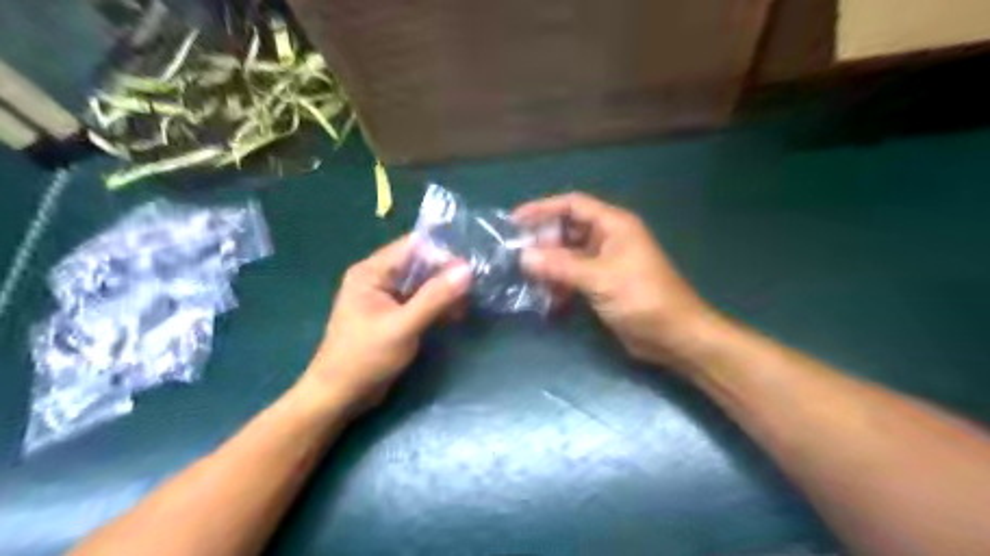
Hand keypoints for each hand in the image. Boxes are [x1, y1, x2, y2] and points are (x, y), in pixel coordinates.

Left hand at [300, 234, 467, 412]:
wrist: (340, 396)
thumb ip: (435, 297)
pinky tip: (457, 314)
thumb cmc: (365, 358)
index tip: (472, 261)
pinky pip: (420, 301)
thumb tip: (466, 269)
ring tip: (470, 300)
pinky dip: (437, 305)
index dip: (442, 251)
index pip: (412, 247)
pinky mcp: (393, 315)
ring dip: (444, 291)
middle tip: (477, 282)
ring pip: (422, 284)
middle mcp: (378, 278)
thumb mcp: (403, 326)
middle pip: (419, 264)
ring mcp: (386, 297)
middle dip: (447, 273)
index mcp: (371, 272)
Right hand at [515, 193, 716, 366]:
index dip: (543, 209)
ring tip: (527, 277)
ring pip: (569, 255)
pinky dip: (560, 283)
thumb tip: (524, 256)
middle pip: (568, 230)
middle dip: (544, 241)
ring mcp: (606, 262)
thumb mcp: (600, 278)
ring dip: (550, 265)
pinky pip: (575, 276)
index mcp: (614, 225)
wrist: (674, 336)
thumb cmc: (642, 298)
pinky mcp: (604, 284)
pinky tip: (546, 296)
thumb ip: (561, 266)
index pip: (573, 205)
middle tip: (517, 255)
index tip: (515, 220)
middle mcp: (609, 238)